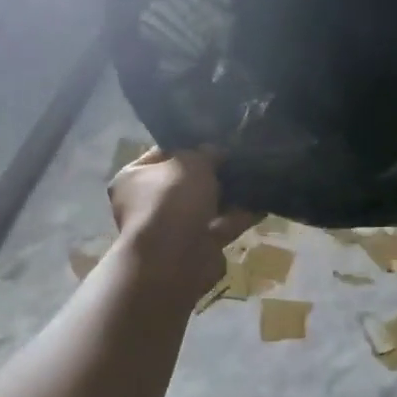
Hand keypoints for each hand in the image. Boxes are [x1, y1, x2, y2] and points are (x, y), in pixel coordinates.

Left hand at [108, 148, 255, 306]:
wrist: (175, 258)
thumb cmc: (172, 199)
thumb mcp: (191, 162)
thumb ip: (205, 153)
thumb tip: (216, 152)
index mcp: (133, 178)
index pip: (162, 154)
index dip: (188, 145)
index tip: (214, 138)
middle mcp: (148, 204)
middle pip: (185, 181)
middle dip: (211, 172)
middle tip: (238, 156)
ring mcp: (172, 229)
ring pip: (205, 205)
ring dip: (228, 194)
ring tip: (256, 176)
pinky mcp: (196, 248)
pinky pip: (221, 226)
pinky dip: (240, 216)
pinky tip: (263, 202)